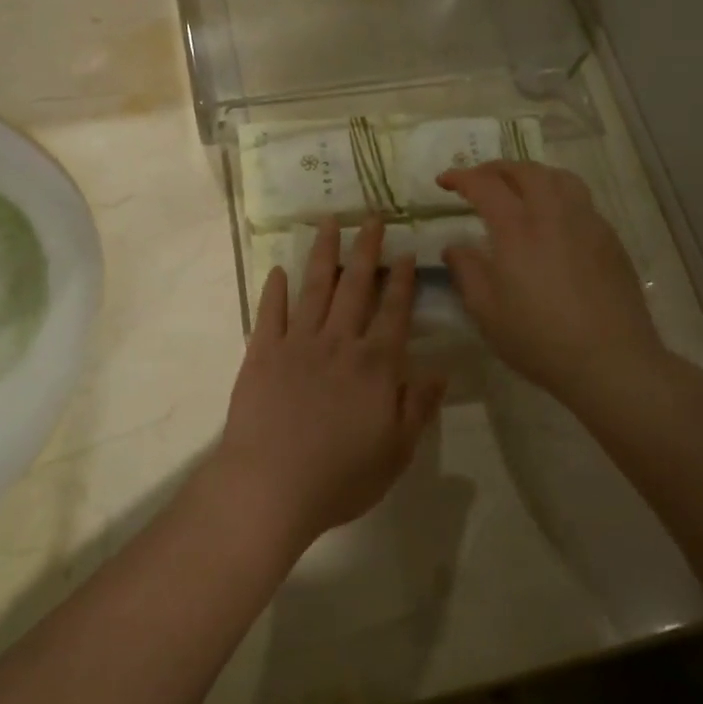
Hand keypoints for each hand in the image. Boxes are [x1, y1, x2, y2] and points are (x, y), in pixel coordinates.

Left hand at [211, 219, 445, 549]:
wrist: (271, 485)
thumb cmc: (340, 476)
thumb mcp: (396, 451)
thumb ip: (418, 406)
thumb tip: (440, 369)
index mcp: (375, 365)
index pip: (393, 312)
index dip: (400, 281)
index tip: (404, 252)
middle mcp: (338, 343)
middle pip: (355, 287)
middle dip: (366, 250)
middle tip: (372, 218)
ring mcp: (297, 343)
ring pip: (314, 288)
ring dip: (323, 253)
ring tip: (328, 222)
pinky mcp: (262, 353)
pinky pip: (270, 313)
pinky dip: (274, 290)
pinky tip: (278, 271)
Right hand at [438, 162, 665, 403]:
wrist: (610, 361)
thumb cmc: (538, 339)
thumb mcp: (486, 311)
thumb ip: (466, 271)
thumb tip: (455, 247)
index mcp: (517, 229)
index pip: (485, 185)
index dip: (461, 178)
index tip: (444, 181)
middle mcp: (553, 215)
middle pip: (525, 171)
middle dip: (497, 168)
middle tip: (479, 180)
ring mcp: (587, 223)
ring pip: (559, 178)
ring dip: (532, 175)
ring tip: (518, 188)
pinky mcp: (609, 239)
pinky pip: (580, 200)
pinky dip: (558, 195)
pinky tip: (553, 220)